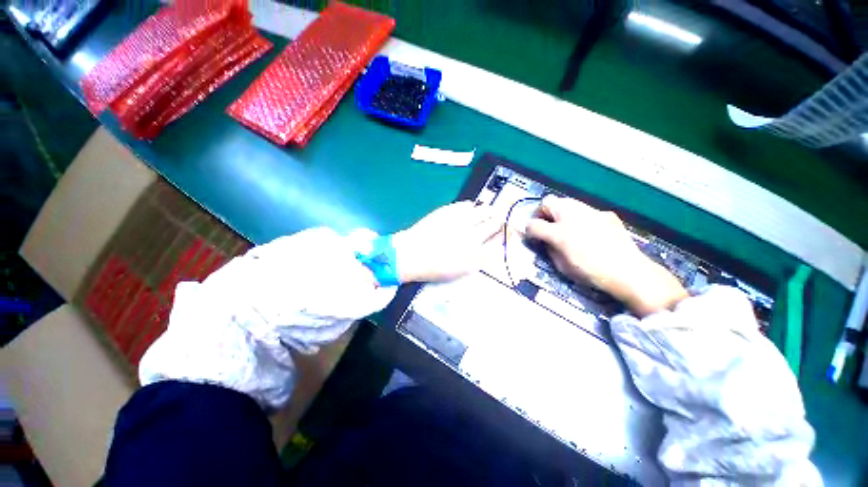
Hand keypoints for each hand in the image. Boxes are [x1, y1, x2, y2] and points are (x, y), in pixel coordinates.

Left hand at [392, 201, 502, 282]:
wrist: (411, 255)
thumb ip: (482, 257)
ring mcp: (461, 221)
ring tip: (487, 213)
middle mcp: (472, 236)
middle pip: (495, 222)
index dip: (507, 234)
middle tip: (497, 221)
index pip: (500, 239)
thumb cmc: (436, 267)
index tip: (508, 231)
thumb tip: (495, 244)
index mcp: (476, 254)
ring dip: (489, 211)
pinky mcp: (449, 211)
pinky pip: (468, 204)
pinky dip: (472, 207)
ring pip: (485, 210)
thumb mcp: (463, 269)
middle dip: (499, 221)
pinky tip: (470, 210)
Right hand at [525, 196, 686, 315]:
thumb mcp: (561, 265)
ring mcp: (591, 211)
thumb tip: (544, 240)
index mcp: (559, 232)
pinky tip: (589, 232)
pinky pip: (585, 211)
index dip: (529, 229)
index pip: (533, 224)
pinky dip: (580, 218)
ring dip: (560, 212)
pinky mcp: (605, 214)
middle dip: (543, 212)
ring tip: (566, 227)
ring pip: (567, 202)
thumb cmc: (590, 272)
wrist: (629, 272)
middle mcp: (572, 215)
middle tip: (547, 226)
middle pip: (548, 201)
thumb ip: (549, 248)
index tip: (532, 235)